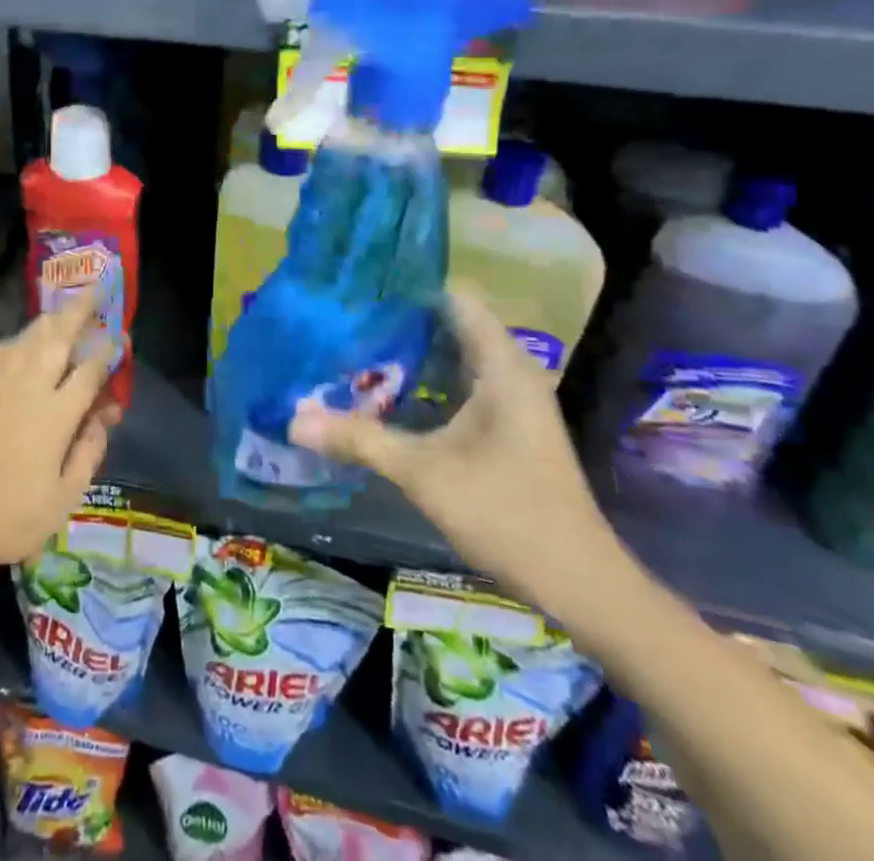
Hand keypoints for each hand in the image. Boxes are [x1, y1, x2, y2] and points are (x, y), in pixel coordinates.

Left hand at [0, 289, 121, 585]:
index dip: (109, 350)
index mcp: (56, 413)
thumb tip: (105, 412)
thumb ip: (90, 448)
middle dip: (81, 308)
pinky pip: (1, 350)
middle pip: (59, 334)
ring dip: (51, 320)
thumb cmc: (14, 517)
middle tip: (97, 288)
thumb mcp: (67, 495)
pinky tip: (24, 345)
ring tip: (66, 311)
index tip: (121, 338)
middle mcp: (27, 386)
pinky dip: (19, 340)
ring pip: (28, 336)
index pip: (90, 368)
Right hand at [290, 283, 620, 612]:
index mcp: (501, 366)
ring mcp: (514, 400)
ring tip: (354, 348)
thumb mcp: (422, 473)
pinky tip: (387, 394)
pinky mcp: (509, 425)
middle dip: (398, 321)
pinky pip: (461, 382)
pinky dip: (426, 381)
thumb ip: (358, 439)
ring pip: (454, 356)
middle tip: (344, 319)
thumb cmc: (506, 514)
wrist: (580, 585)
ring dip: (410, 354)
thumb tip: (293, 420)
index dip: (408, 288)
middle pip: (450, 324)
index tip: (359, 288)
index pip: (454, 298)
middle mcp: (511, 372)